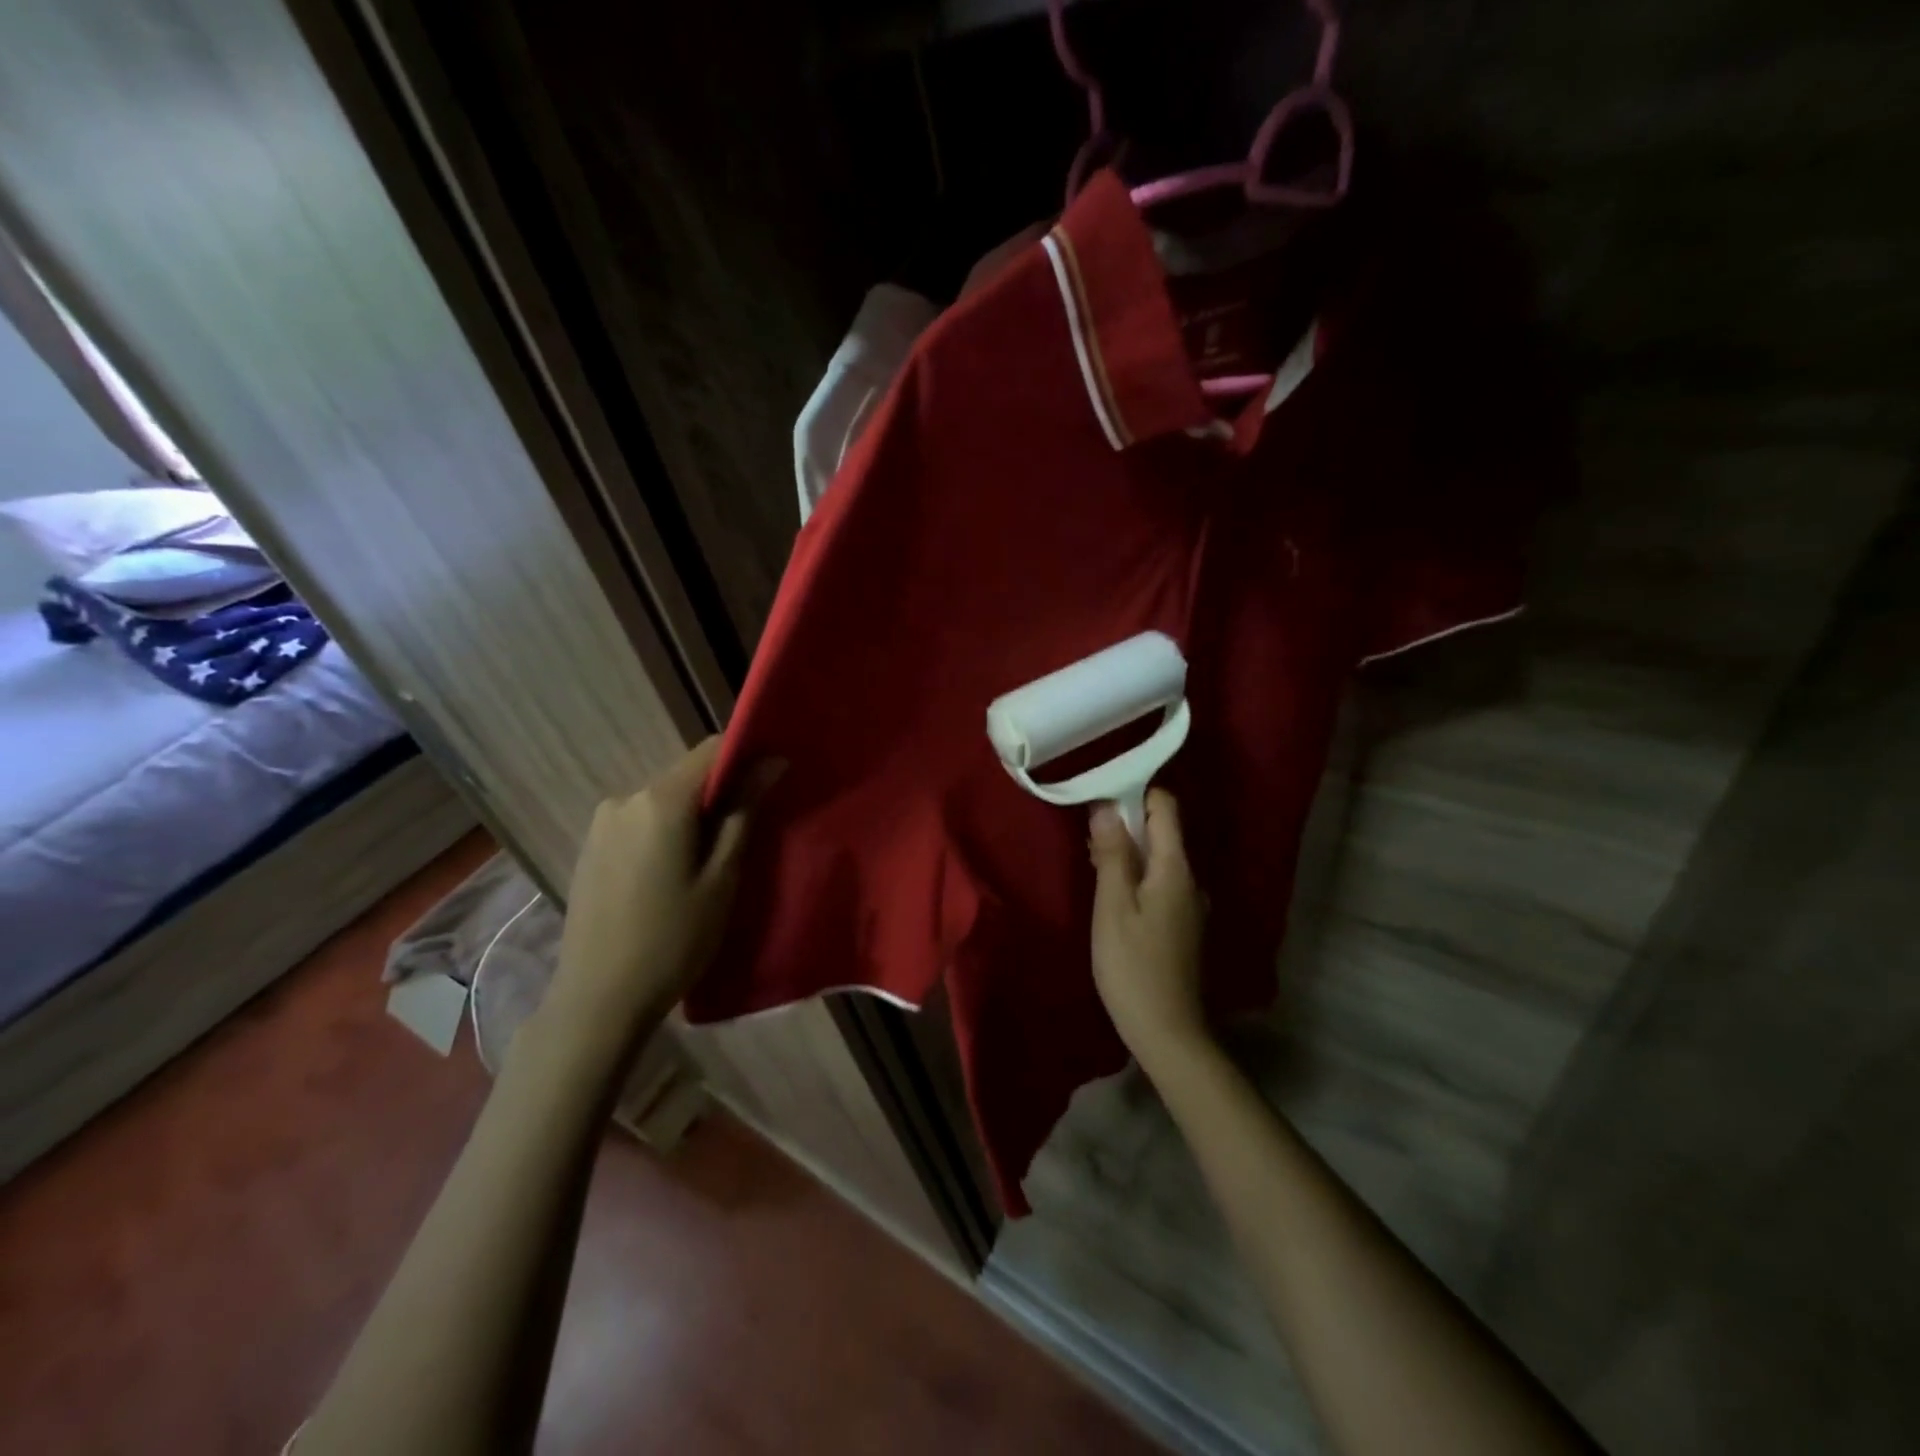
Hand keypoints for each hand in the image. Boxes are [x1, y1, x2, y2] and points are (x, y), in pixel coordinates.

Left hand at [545, 737, 776, 1055]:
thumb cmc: (673, 939)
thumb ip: (744, 813)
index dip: (746, 757)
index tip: (771, 783)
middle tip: (745, 834)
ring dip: (691, 817)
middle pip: (686, 775)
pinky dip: (665, 832)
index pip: (711, 750)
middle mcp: (625, 798)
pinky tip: (671, 875)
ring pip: (663, 800)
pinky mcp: (590, 847)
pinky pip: (640, 822)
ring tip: (708, 862)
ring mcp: (602, 823)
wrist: (598, 1000)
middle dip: (719, 793)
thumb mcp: (722, 877)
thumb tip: (771, 763)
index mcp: (660, 800)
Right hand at [1089, 790, 1210, 1073]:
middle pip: (1162, 832)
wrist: (1167, 1031)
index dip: (1135, 793)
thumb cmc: (1132, 965)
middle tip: (1086, 829)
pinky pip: (1160, 882)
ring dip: (1128, 851)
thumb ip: (1112, 854)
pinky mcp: (1183, 924)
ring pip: (1159, 859)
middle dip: (1126, 823)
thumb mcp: (1112, 906)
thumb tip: (1106, 806)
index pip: (1166, 807)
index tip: (1100, 795)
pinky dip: (1136, 875)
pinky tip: (1111, 891)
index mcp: (1176, 868)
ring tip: (1091, 857)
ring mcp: (1190, 903)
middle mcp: (1191, 879)